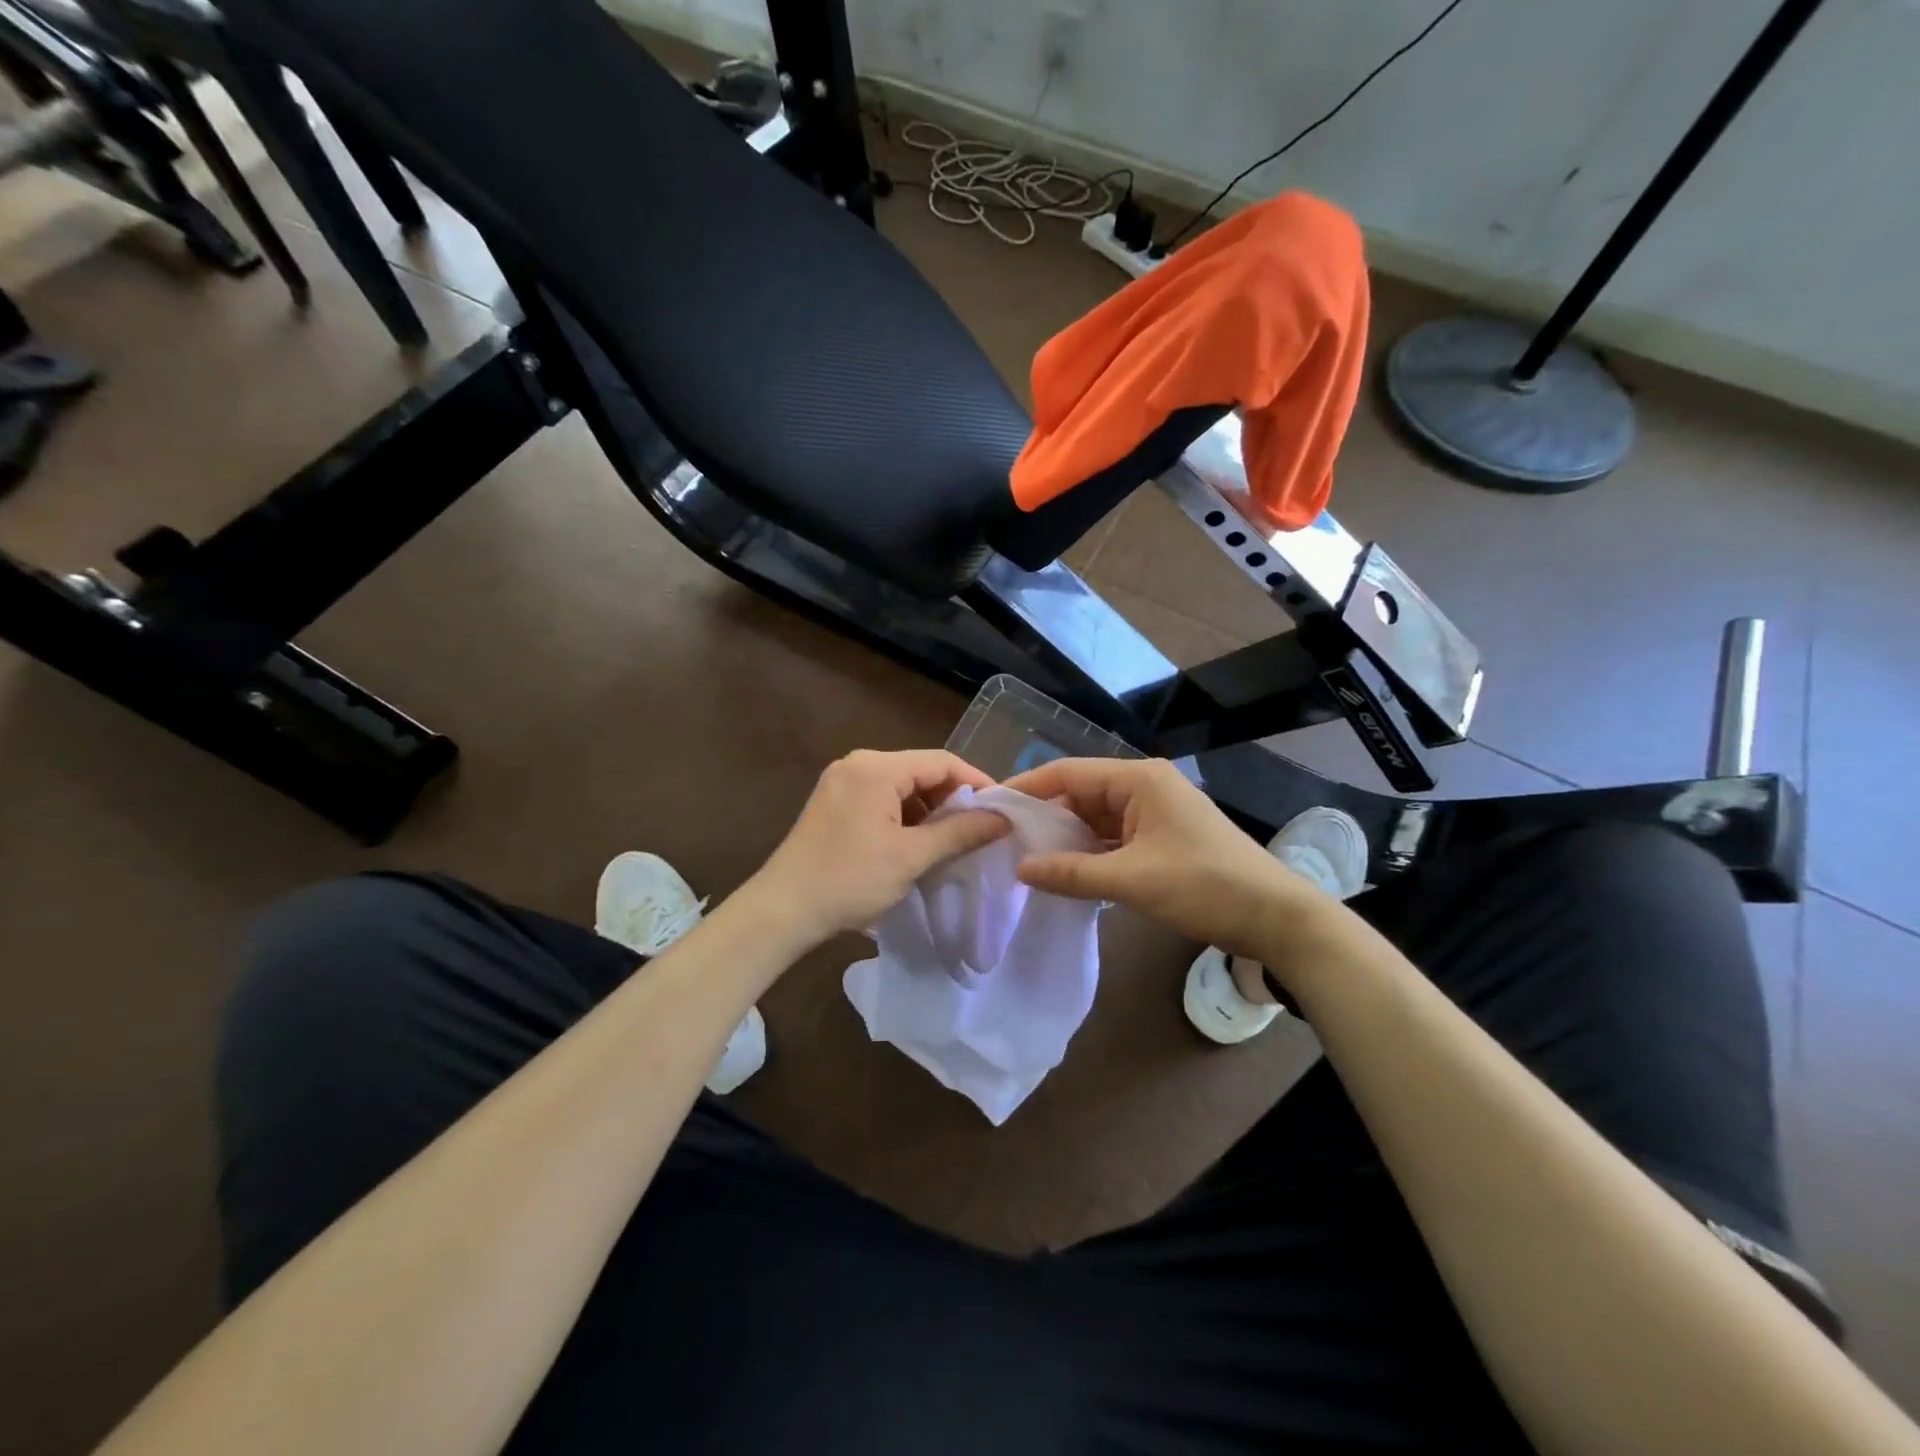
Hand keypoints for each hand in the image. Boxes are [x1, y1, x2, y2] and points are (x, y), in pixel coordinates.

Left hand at [751, 749, 1010, 943]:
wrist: (783, 910)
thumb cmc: (850, 880)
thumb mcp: (911, 856)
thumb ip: (960, 832)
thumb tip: (1002, 818)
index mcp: (876, 768)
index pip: (941, 761)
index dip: (976, 782)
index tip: (1003, 809)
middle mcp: (857, 764)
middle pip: (920, 770)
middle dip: (952, 798)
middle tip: (981, 828)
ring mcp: (841, 782)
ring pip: (902, 786)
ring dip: (929, 809)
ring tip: (953, 840)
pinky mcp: (834, 803)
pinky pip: (881, 799)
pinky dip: (905, 816)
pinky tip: (918, 842)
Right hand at [1005, 756, 1323, 959]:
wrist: (1275, 916)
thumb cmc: (1204, 886)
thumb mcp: (1132, 880)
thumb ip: (1072, 873)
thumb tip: (1019, 868)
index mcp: (1138, 779)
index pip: (1068, 773)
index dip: (1028, 788)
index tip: (991, 806)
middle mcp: (1143, 785)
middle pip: (1080, 793)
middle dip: (1045, 817)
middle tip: (1004, 841)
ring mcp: (1154, 811)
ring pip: (1095, 817)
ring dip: (1067, 837)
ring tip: (1026, 858)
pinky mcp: (1161, 836)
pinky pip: (1113, 836)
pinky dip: (1090, 851)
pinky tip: (1066, 871)